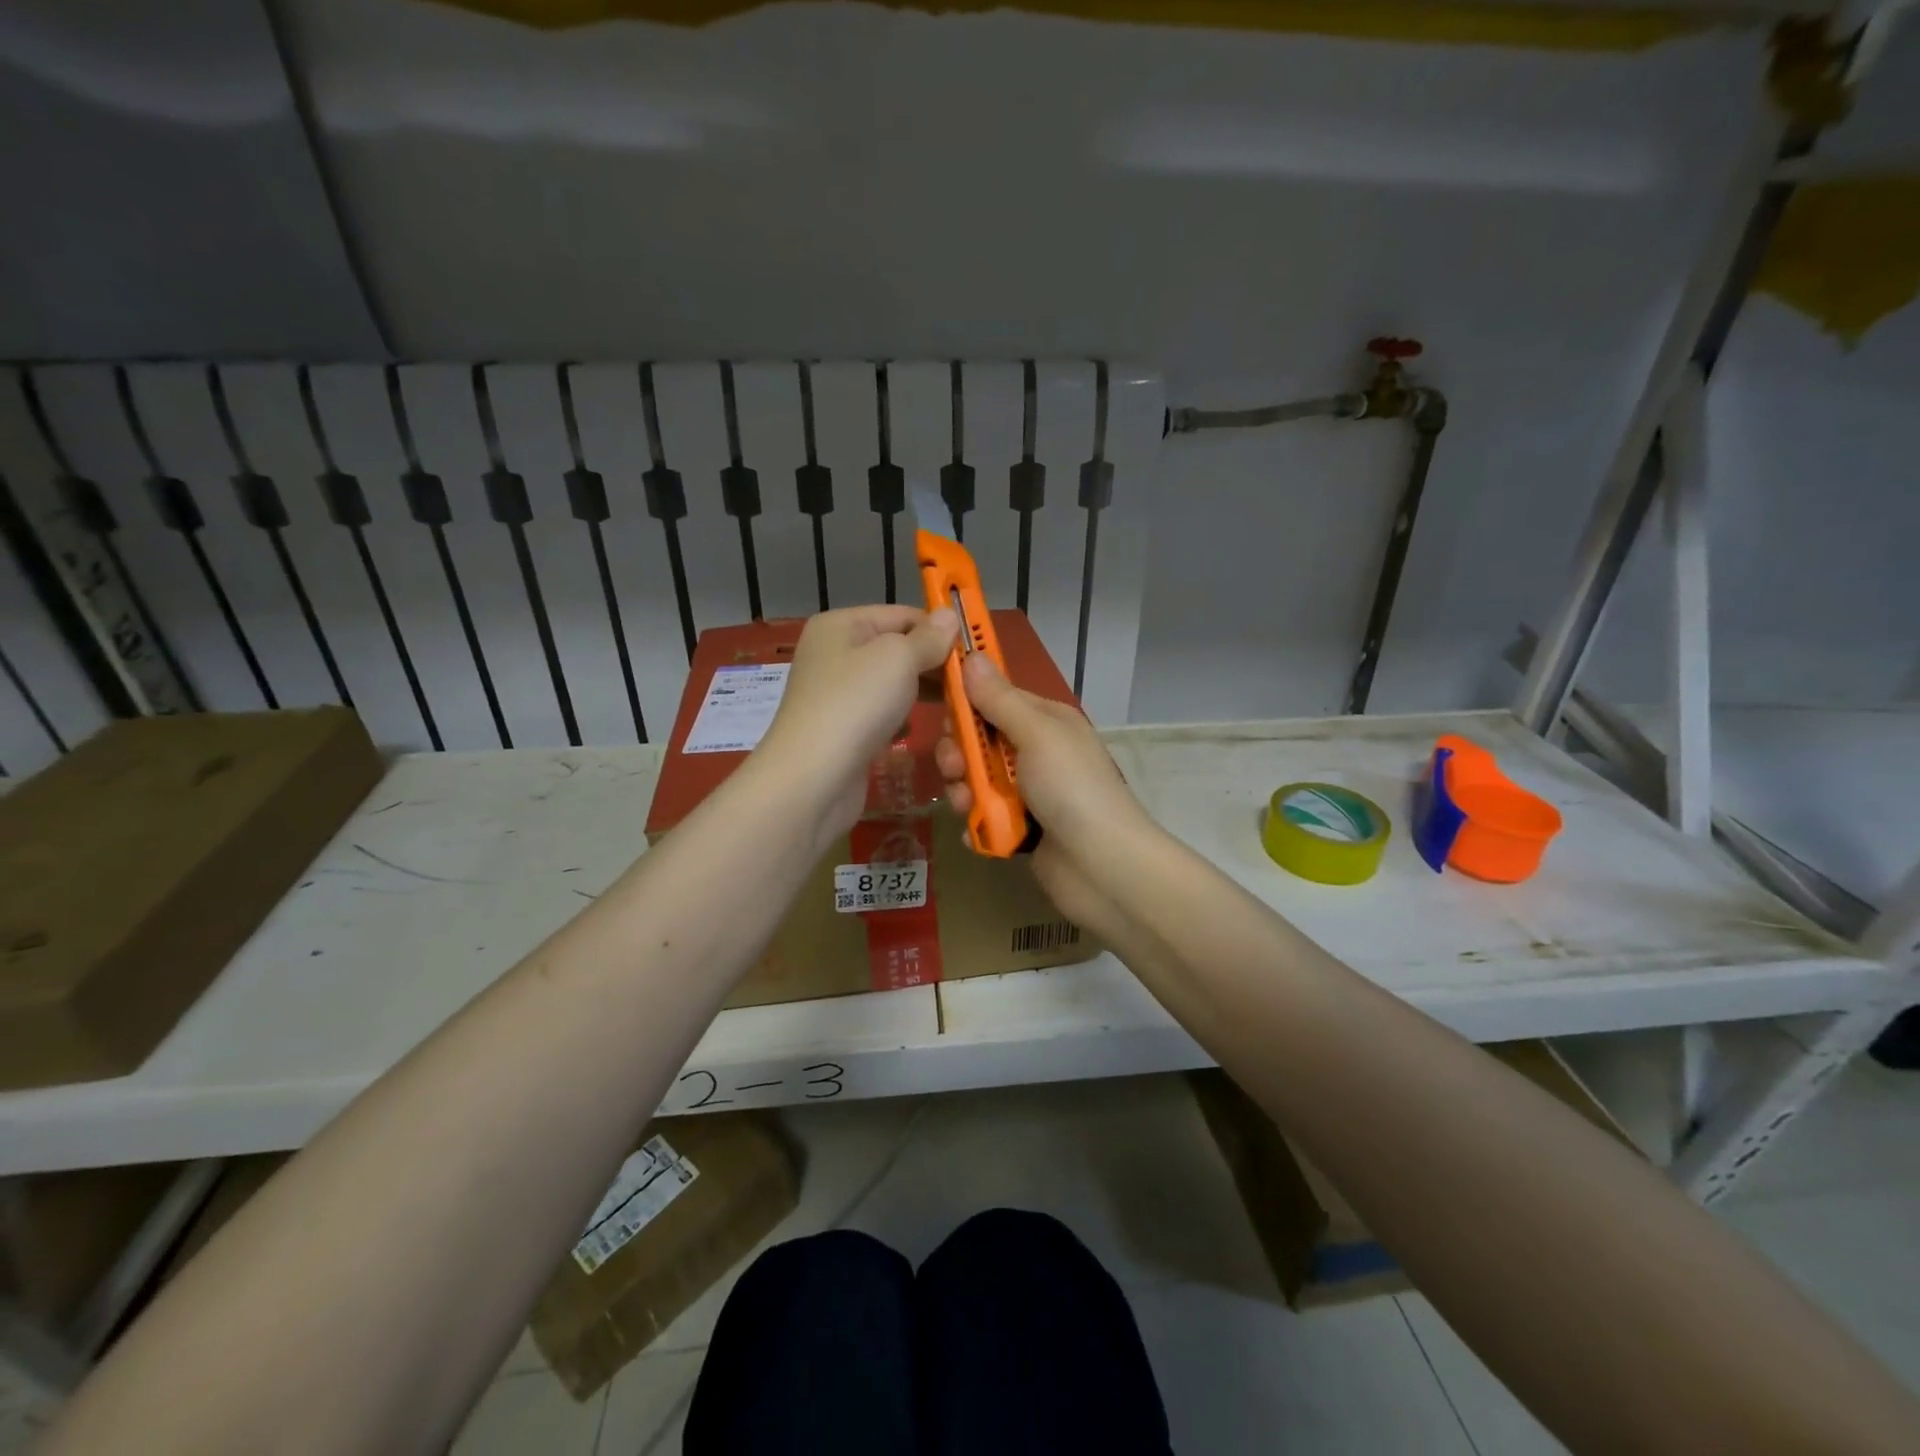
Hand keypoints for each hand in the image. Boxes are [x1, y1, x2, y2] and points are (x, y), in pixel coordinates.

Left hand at [757, 605, 957, 837]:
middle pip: (897, 650)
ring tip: (955, 706)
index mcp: (841, 625)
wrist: (812, 779)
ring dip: (921, 693)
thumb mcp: (898, 658)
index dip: (938, 630)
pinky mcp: (843, 731)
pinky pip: (881, 715)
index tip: (973, 652)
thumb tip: (949, 616)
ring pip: (892, 685)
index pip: (901, 615)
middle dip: (933, 664)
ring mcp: (837, 695)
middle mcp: (835, 654)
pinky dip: (901, 720)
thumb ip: (928, 638)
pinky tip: (915, 730)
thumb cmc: (855, 705)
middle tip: (971, 683)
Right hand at [935, 653, 1152, 939]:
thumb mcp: (1037, 734)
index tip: (945, 714)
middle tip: (957, 768)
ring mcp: (1028, 792)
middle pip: (979, 742)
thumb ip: (1000, 699)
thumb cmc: (1072, 787)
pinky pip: (985, 817)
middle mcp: (1035, 752)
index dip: (966, 704)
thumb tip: (971, 656)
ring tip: (969, 807)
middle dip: (960, 754)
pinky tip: (980, 833)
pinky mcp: (1020, 828)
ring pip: (976, 781)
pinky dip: (979, 825)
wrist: (1103, 866)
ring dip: (965, 792)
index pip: (994, 699)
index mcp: (1044, 721)